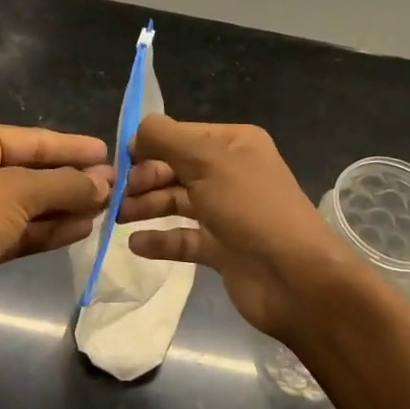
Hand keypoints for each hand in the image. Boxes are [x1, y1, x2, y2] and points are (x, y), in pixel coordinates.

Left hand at [0, 121, 111, 342]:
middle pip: (31, 171)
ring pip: (29, 204)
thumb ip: (63, 186)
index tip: (110, 152)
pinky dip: (49, 231)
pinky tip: (83, 229)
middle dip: (72, 180)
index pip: (31, 139)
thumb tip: (106, 183)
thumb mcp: (14, 192)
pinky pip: (21, 232)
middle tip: (118, 184)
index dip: (71, 147)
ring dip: (65, 206)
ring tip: (108, 207)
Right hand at [118, 116, 360, 341]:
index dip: (149, 145)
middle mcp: (231, 173)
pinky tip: (136, 244)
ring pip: (177, 202)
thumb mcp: (208, 161)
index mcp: (234, 144)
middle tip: (115, 194)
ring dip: (147, 206)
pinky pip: (184, 238)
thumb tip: (136, 130)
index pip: (182, 135)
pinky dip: (161, 240)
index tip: (118, 161)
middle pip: (177, 168)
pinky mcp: (222, 248)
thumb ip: (167, 139)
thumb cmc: (250, 207)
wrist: (294, 278)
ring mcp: (227, 212)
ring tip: (117, 217)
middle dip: (145, 178)